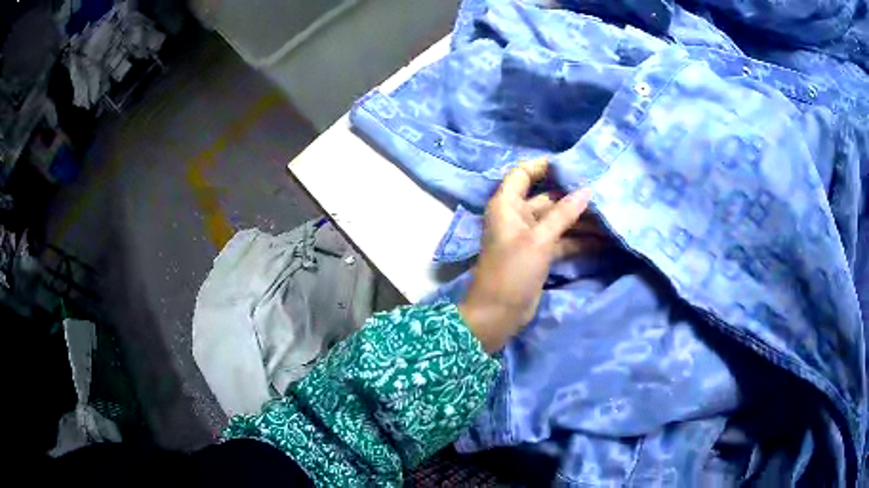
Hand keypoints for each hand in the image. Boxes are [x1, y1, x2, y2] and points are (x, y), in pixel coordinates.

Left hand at [459, 158, 593, 352]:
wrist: (497, 314)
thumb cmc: (512, 271)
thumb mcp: (538, 241)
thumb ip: (563, 215)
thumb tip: (586, 191)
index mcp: (507, 205)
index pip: (523, 174)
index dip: (544, 166)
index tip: (572, 165)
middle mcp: (517, 216)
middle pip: (547, 198)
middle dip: (573, 197)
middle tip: (603, 192)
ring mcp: (529, 236)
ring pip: (558, 221)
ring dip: (581, 221)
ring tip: (609, 217)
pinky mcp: (539, 254)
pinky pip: (561, 240)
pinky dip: (579, 240)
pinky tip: (603, 240)